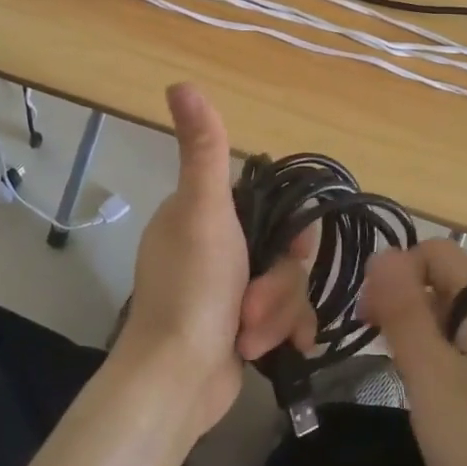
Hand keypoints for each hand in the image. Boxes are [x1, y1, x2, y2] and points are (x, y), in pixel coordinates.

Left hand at [115, 84, 316, 436]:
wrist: (176, 382)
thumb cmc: (192, 291)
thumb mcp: (203, 211)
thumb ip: (203, 148)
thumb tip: (180, 82)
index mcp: (205, 213)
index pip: (270, 205)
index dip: (290, 228)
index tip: (290, 249)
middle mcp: (217, 246)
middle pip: (285, 250)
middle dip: (278, 284)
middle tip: (252, 306)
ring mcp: (230, 289)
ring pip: (287, 286)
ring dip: (276, 314)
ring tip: (250, 338)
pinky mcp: (242, 326)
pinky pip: (285, 317)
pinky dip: (283, 333)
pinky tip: (282, 351)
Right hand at [358, 240, 466, 465]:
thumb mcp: (433, 378)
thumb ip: (404, 312)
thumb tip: (382, 256)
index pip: (434, 251)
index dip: (393, 275)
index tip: (368, 323)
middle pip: (450, 286)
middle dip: (410, 312)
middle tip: (389, 363)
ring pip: (465, 325)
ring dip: (430, 343)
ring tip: (419, 393)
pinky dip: (457, 368)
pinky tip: (455, 414)